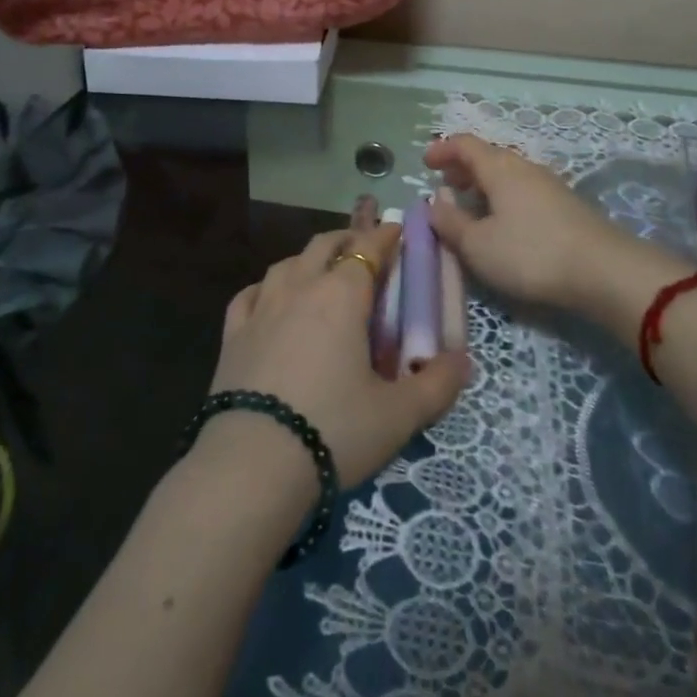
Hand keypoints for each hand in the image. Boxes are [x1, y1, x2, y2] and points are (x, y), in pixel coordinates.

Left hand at [207, 225, 471, 488]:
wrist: (252, 466)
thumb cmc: (334, 430)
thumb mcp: (399, 415)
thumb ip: (437, 384)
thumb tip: (463, 360)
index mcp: (341, 295)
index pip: (368, 247)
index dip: (385, 235)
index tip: (398, 230)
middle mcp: (300, 287)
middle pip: (325, 245)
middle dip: (348, 239)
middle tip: (366, 250)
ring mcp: (261, 308)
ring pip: (287, 263)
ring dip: (309, 260)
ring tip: (321, 272)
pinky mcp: (232, 335)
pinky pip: (250, 294)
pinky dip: (266, 288)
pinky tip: (269, 299)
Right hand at [425, 134, 664, 313]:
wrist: (603, 271)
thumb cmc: (530, 253)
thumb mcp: (478, 245)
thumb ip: (450, 222)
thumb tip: (433, 202)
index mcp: (499, 168)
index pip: (465, 144)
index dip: (443, 149)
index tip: (425, 163)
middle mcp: (524, 167)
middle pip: (488, 156)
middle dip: (463, 166)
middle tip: (445, 184)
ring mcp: (548, 185)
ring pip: (508, 173)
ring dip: (484, 183)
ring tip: (471, 205)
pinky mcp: (565, 205)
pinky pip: (523, 189)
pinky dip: (504, 196)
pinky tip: (503, 222)